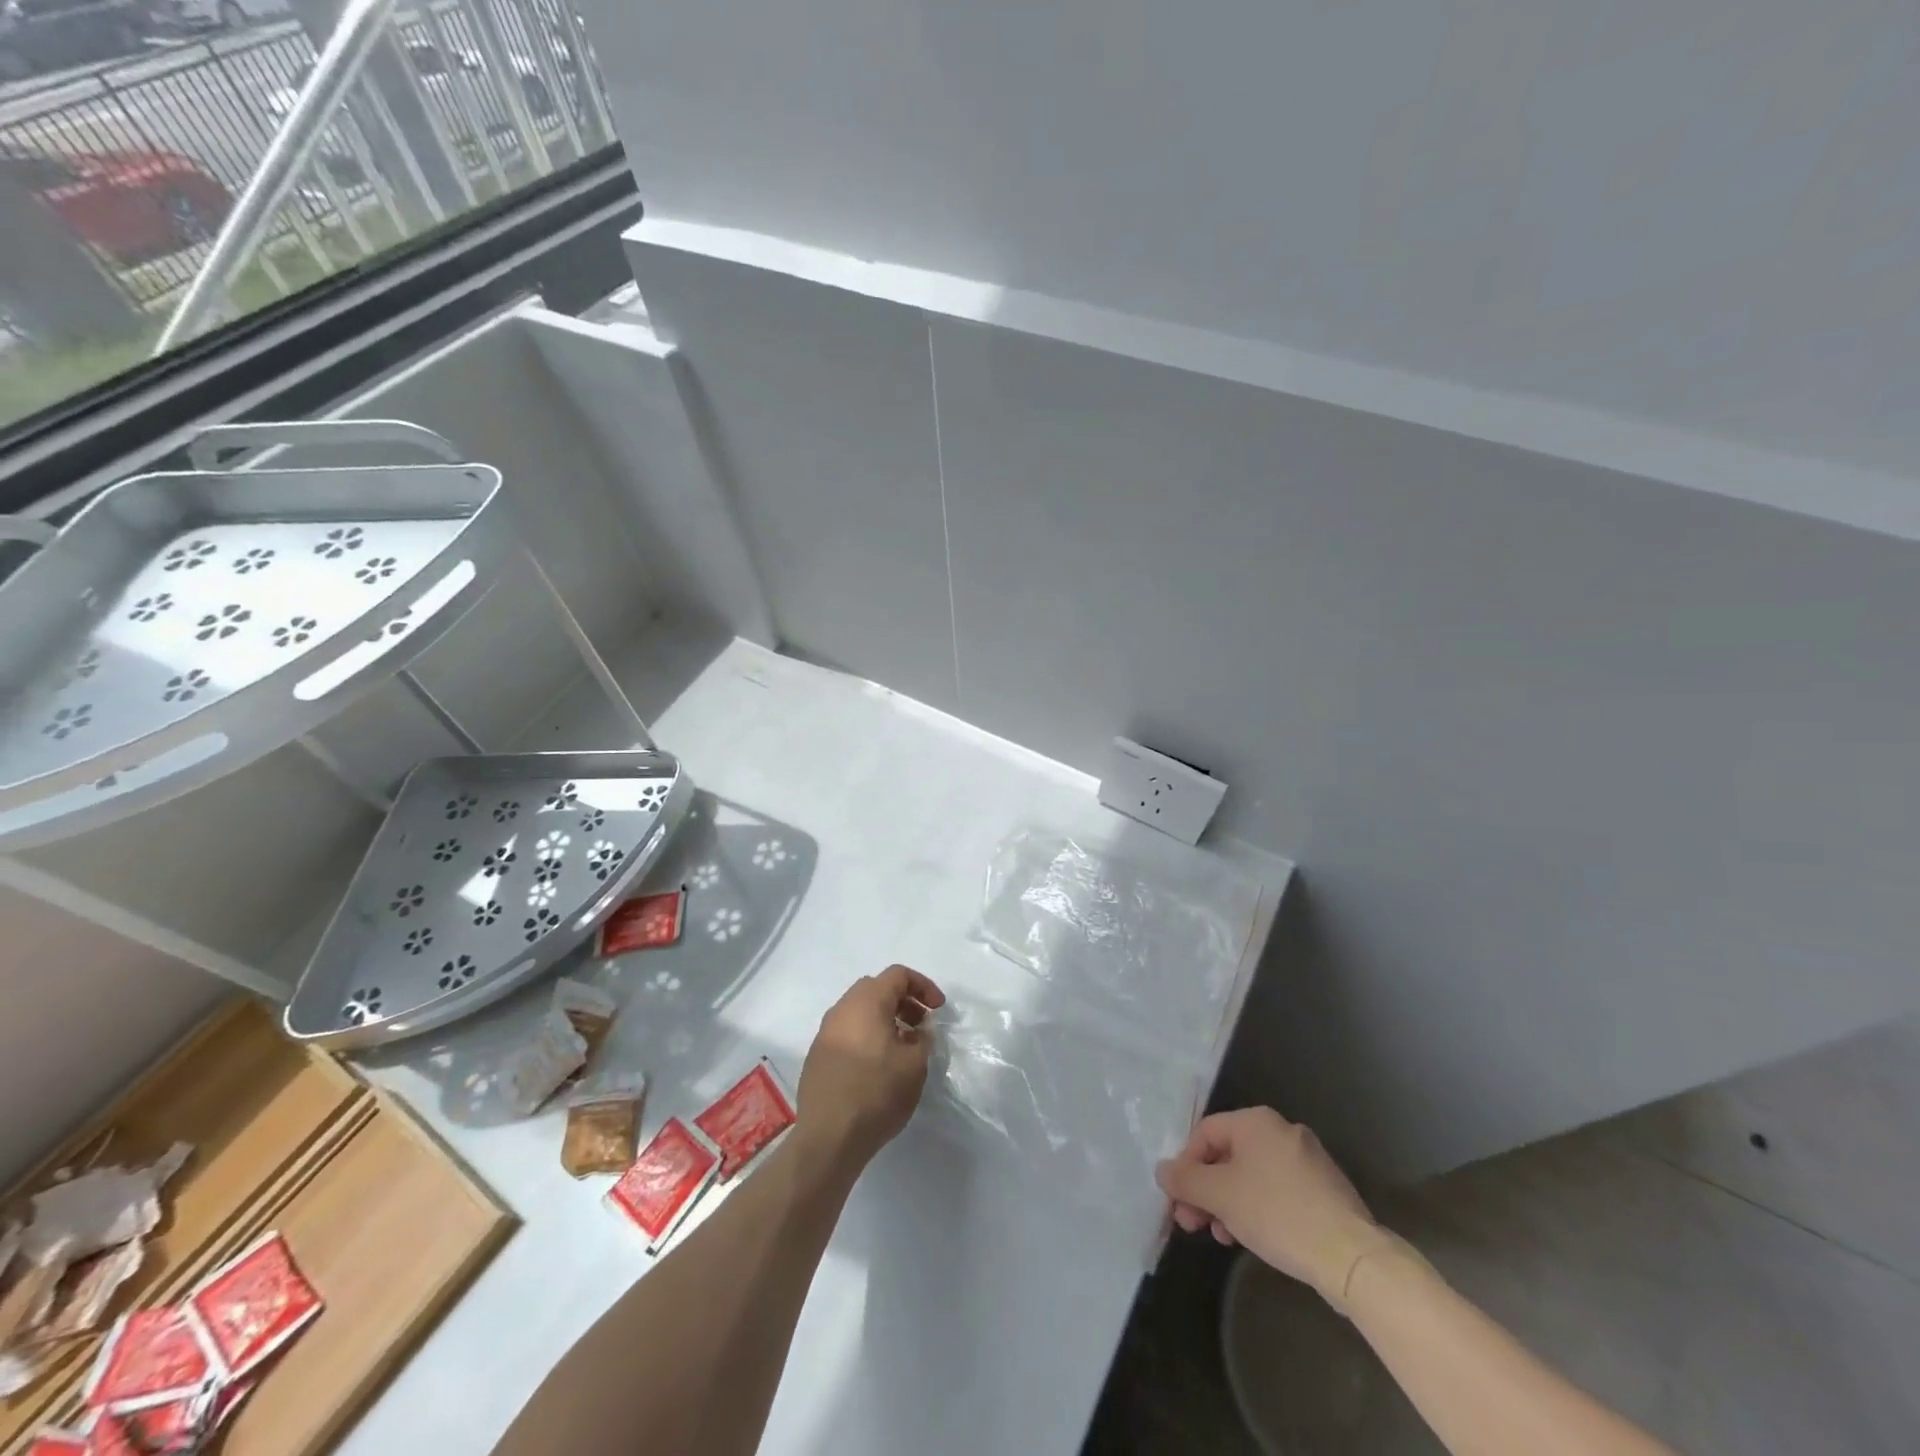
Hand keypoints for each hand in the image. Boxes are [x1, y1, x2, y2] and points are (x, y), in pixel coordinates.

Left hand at [794, 965, 945, 1172]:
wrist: (829, 1137)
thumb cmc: (877, 1093)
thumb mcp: (914, 1065)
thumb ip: (923, 1039)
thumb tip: (919, 1031)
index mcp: (866, 1002)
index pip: (898, 975)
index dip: (923, 986)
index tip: (938, 1009)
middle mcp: (842, 1009)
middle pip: (876, 989)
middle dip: (903, 1001)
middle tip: (921, 1025)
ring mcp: (825, 1032)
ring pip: (860, 1011)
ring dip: (885, 1019)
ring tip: (903, 1047)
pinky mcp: (817, 1055)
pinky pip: (848, 1032)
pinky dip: (867, 1035)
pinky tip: (879, 1064)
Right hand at [1156, 1107, 1395, 1312]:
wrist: (1352, 1257)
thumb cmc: (1277, 1213)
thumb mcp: (1220, 1196)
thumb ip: (1185, 1180)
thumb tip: (1163, 1170)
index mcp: (1256, 1121)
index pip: (1204, 1134)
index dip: (1185, 1166)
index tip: (1178, 1201)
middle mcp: (1282, 1130)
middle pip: (1228, 1155)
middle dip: (1206, 1189)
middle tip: (1193, 1223)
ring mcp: (1307, 1160)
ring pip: (1252, 1176)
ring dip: (1229, 1203)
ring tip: (1223, 1236)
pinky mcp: (1324, 1190)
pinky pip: (1277, 1191)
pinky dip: (1257, 1209)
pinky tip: (1254, 1237)